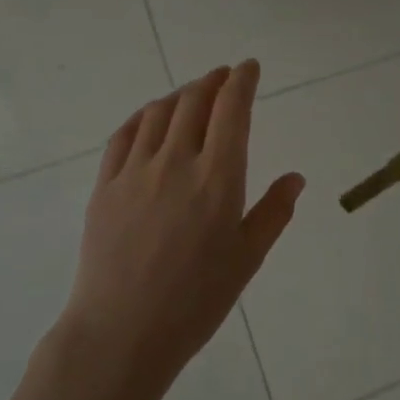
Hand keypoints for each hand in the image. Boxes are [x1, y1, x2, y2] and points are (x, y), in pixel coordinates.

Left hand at [62, 60, 303, 391]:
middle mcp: (176, 161)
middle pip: (194, 101)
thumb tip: (294, 177)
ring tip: (192, 94)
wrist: (123, 331)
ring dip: (180, 94)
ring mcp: (135, 170)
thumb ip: (273, 212)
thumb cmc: (196, 301)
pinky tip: (150, 117)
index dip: (242, 81)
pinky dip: (143, 116)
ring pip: (159, 112)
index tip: (249, 67)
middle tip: (223, 76)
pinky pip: (124, 134)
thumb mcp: (247, 259)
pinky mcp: (105, 185)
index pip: (232, 110)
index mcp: (218, 177)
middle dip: (213, 81)